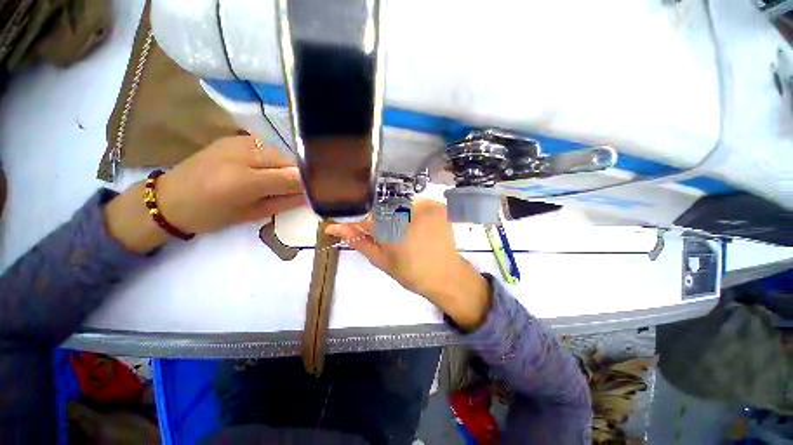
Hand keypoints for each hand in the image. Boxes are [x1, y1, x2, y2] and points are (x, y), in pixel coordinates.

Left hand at [106, 136, 303, 252]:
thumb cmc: (211, 215)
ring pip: (277, 151)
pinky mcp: (232, 138)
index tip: (318, 190)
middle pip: (286, 160)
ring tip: (282, 179)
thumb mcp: (251, 214)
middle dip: (298, 173)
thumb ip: (283, 202)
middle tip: (302, 187)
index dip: (307, 183)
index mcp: (243, 181)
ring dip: (285, 165)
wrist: (169, 198)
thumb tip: (309, 196)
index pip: (290, 177)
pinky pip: (264, 146)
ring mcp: (235, 143)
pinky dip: (272, 158)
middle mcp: (241, 155)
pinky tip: (266, 168)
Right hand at [326, 199, 490, 329]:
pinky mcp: (436, 205)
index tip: (348, 227)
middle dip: (381, 224)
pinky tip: (418, 229)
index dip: (356, 223)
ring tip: (407, 236)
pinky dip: (412, 214)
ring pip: (398, 206)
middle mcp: (407, 212)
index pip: (365, 218)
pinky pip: (415, 204)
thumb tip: (337, 229)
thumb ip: (359, 242)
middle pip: (382, 210)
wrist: (445, 275)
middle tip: (391, 240)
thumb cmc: (411, 273)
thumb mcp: (381, 261)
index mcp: (390, 228)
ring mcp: (424, 206)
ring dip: (397, 219)